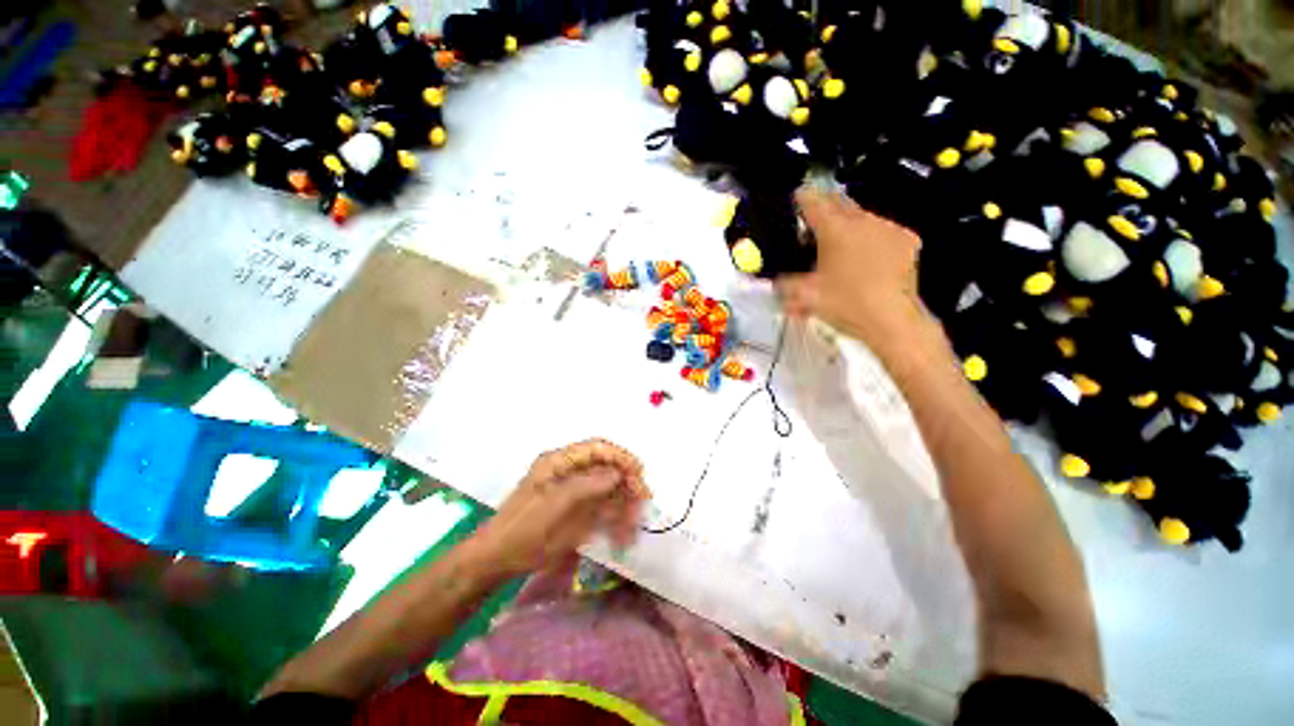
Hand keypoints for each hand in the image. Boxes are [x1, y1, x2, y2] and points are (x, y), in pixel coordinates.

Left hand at [467, 439, 650, 577]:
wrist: (499, 558)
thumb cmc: (524, 527)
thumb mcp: (555, 503)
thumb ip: (588, 485)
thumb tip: (618, 473)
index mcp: (561, 461)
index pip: (598, 448)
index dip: (621, 456)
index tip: (639, 472)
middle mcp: (571, 471)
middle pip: (607, 467)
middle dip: (627, 482)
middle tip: (643, 500)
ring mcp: (575, 492)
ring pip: (609, 490)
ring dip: (624, 504)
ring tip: (633, 526)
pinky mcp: (578, 510)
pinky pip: (603, 509)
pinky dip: (616, 519)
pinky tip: (623, 535)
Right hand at [778, 188, 929, 347]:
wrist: (891, 319)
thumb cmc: (845, 304)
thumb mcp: (805, 297)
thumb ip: (785, 286)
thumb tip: (776, 283)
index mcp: (835, 230)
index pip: (814, 203)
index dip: (803, 198)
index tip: (798, 195)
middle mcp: (862, 221)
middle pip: (840, 203)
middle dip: (826, 205)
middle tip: (817, 214)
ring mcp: (888, 228)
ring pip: (863, 217)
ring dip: (849, 223)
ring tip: (841, 240)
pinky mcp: (907, 240)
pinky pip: (884, 231)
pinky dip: (872, 238)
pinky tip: (868, 254)